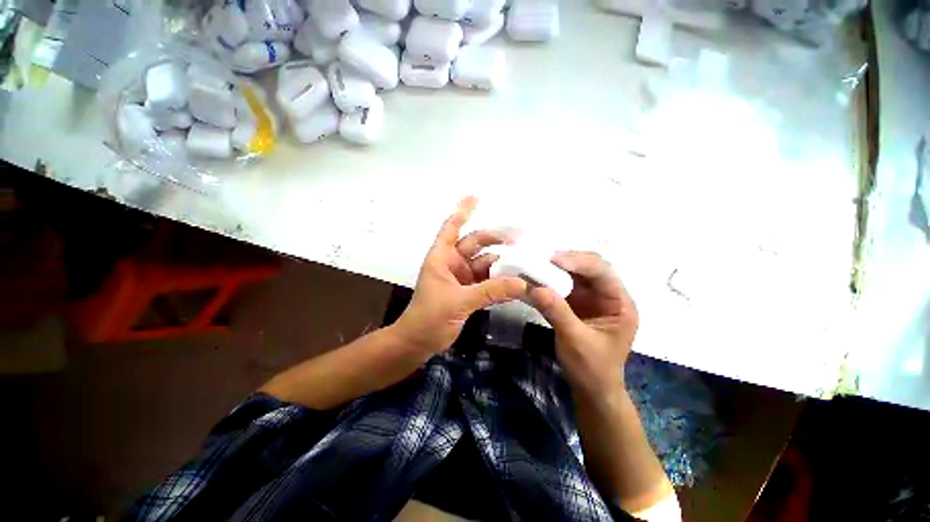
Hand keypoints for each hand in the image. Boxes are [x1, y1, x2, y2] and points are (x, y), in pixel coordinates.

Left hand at [395, 196, 527, 354]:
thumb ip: (490, 291)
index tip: (476, 196)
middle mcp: (453, 263)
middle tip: (522, 238)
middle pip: (477, 244)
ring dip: (503, 264)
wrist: (418, 343)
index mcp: (442, 257)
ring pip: (486, 264)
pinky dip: (502, 281)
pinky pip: (489, 281)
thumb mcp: (459, 301)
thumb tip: (522, 283)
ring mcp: (462, 278)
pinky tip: (518, 281)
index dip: (462, 211)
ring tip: (526, 262)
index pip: (451, 227)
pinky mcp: (470, 292)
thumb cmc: (429, 317)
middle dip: (497, 239)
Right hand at [527, 252, 637, 400]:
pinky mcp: (576, 304)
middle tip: (542, 259)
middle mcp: (607, 296)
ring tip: (535, 265)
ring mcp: (591, 299)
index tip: (552, 260)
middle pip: (589, 267)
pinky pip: (562, 286)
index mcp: (620, 303)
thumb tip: (534, 288)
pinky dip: (549, 281)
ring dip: (555, 269)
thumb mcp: (575, 341)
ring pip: (574, 274)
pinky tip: (535, 279)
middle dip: (567, 261)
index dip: (579, 262)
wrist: (591, 390)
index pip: (602, 272)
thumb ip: (557, 312)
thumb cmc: (592, 369)